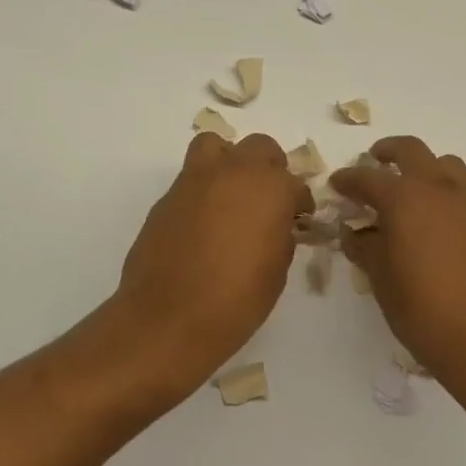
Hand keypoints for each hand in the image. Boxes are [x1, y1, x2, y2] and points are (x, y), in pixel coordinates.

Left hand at [114, 132, 313, 386]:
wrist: (168, 318)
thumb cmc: (236, 300)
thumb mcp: (276, 270)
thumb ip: (281, 236)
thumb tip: (275, 225)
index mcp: (270, 188)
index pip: (295, 184)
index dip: (299, 203)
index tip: (298, 220)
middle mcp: (233, 172)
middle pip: (259, 148)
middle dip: (269, 169)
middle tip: (268, 200)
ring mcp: (195, 180)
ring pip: (216, 147)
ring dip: (229, 163)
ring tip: (231, 196)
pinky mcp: (166, 198)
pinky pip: (191, 179)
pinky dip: (202, 191)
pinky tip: (204, 224)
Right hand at [328, 136, 465, 386]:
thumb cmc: (424, 310)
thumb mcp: (382, 281)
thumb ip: (366, 249)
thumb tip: (355, 234)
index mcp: (404, 199)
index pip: (367, 178)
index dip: (347, 180)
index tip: (336, 184)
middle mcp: (437, 189)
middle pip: (411, 151)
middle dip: (388, 152)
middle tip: (373, 161)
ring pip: (443, 163)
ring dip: (422, 165)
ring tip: (407, 188)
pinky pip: (460, 188)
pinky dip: (441, 188)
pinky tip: (430, 219)